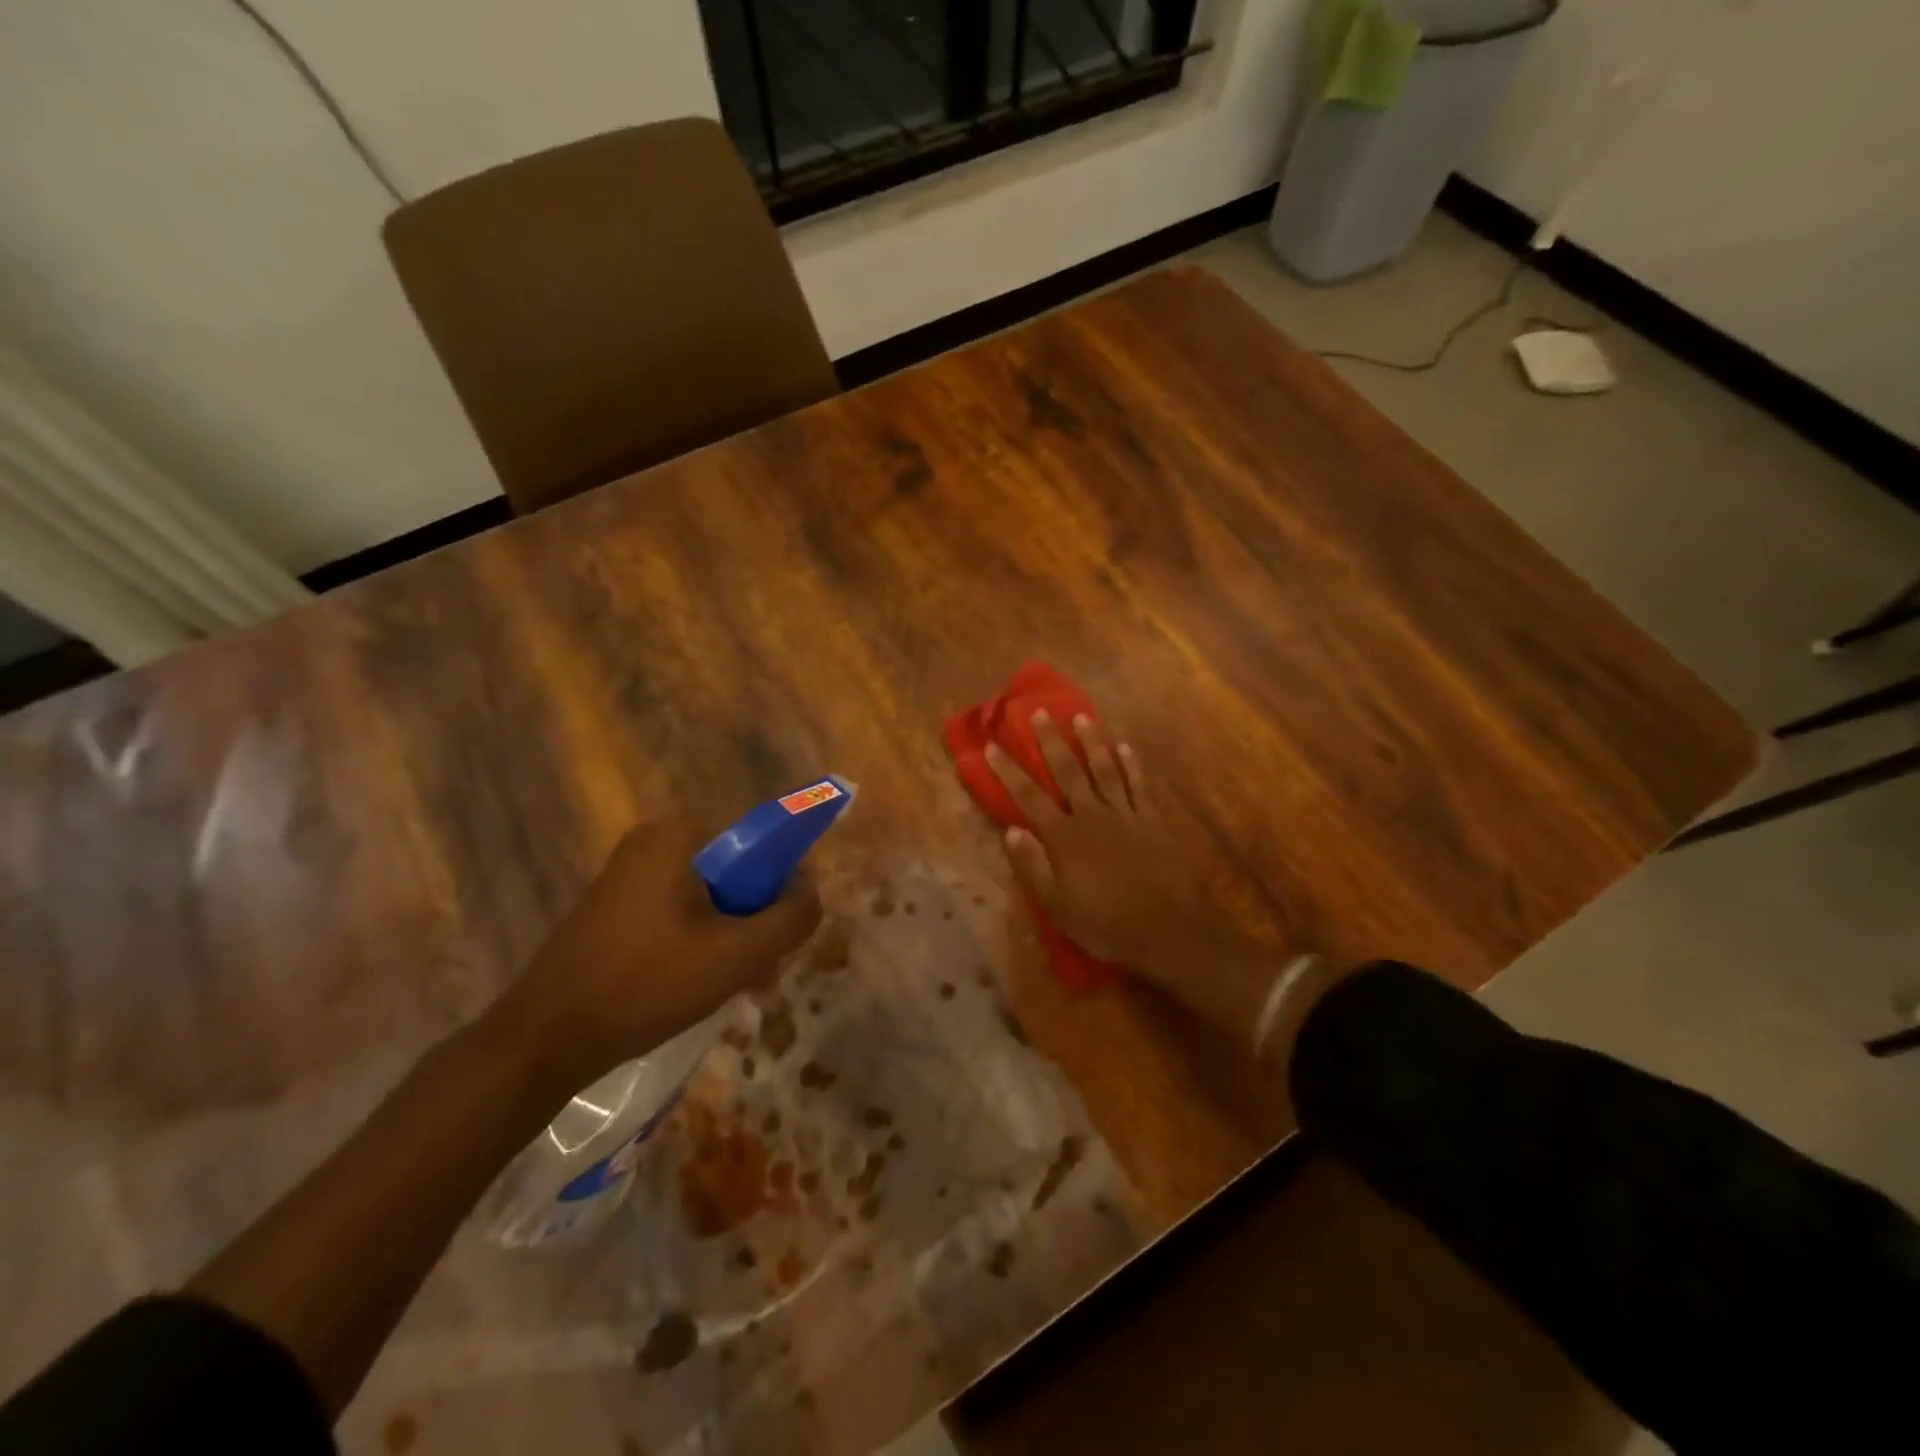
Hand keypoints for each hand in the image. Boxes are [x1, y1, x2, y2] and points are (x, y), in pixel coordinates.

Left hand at [491, 820, 821, 1088]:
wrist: (544, 1040)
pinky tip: (705, 987)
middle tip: (764, 972)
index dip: (785, 884)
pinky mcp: (614, 909)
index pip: (760, 841)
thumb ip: (790, 917)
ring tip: (742, 989)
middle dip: (758, 921)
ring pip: (709, 899)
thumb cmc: (647, 984)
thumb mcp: (737, 954)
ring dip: (733, 938)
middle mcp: (653, 843)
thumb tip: (812, 890)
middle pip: (735, 872)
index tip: (787, 931)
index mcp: (679, 836)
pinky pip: (679, 914)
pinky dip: (701, 943)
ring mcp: (629, 876)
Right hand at [989, 713, 1281, 1039]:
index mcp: (1065, 837)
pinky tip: (1125, 746)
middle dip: (1050, 741)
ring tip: (1081, 716)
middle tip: (1039, 712)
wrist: (1167, 930)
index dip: (1009, 770)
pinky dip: (1131, 764)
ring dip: (1091, 742)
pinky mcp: (1151, 820)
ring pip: (1105, 769)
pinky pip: (1139, 785)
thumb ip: (1033, 866)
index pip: (1029, 797)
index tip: (993, 745)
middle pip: (1068, 771)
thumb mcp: (1058, 906)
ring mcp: (1125, 815)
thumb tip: (1011, 830)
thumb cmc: (1106, 924)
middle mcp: (1092, 816)